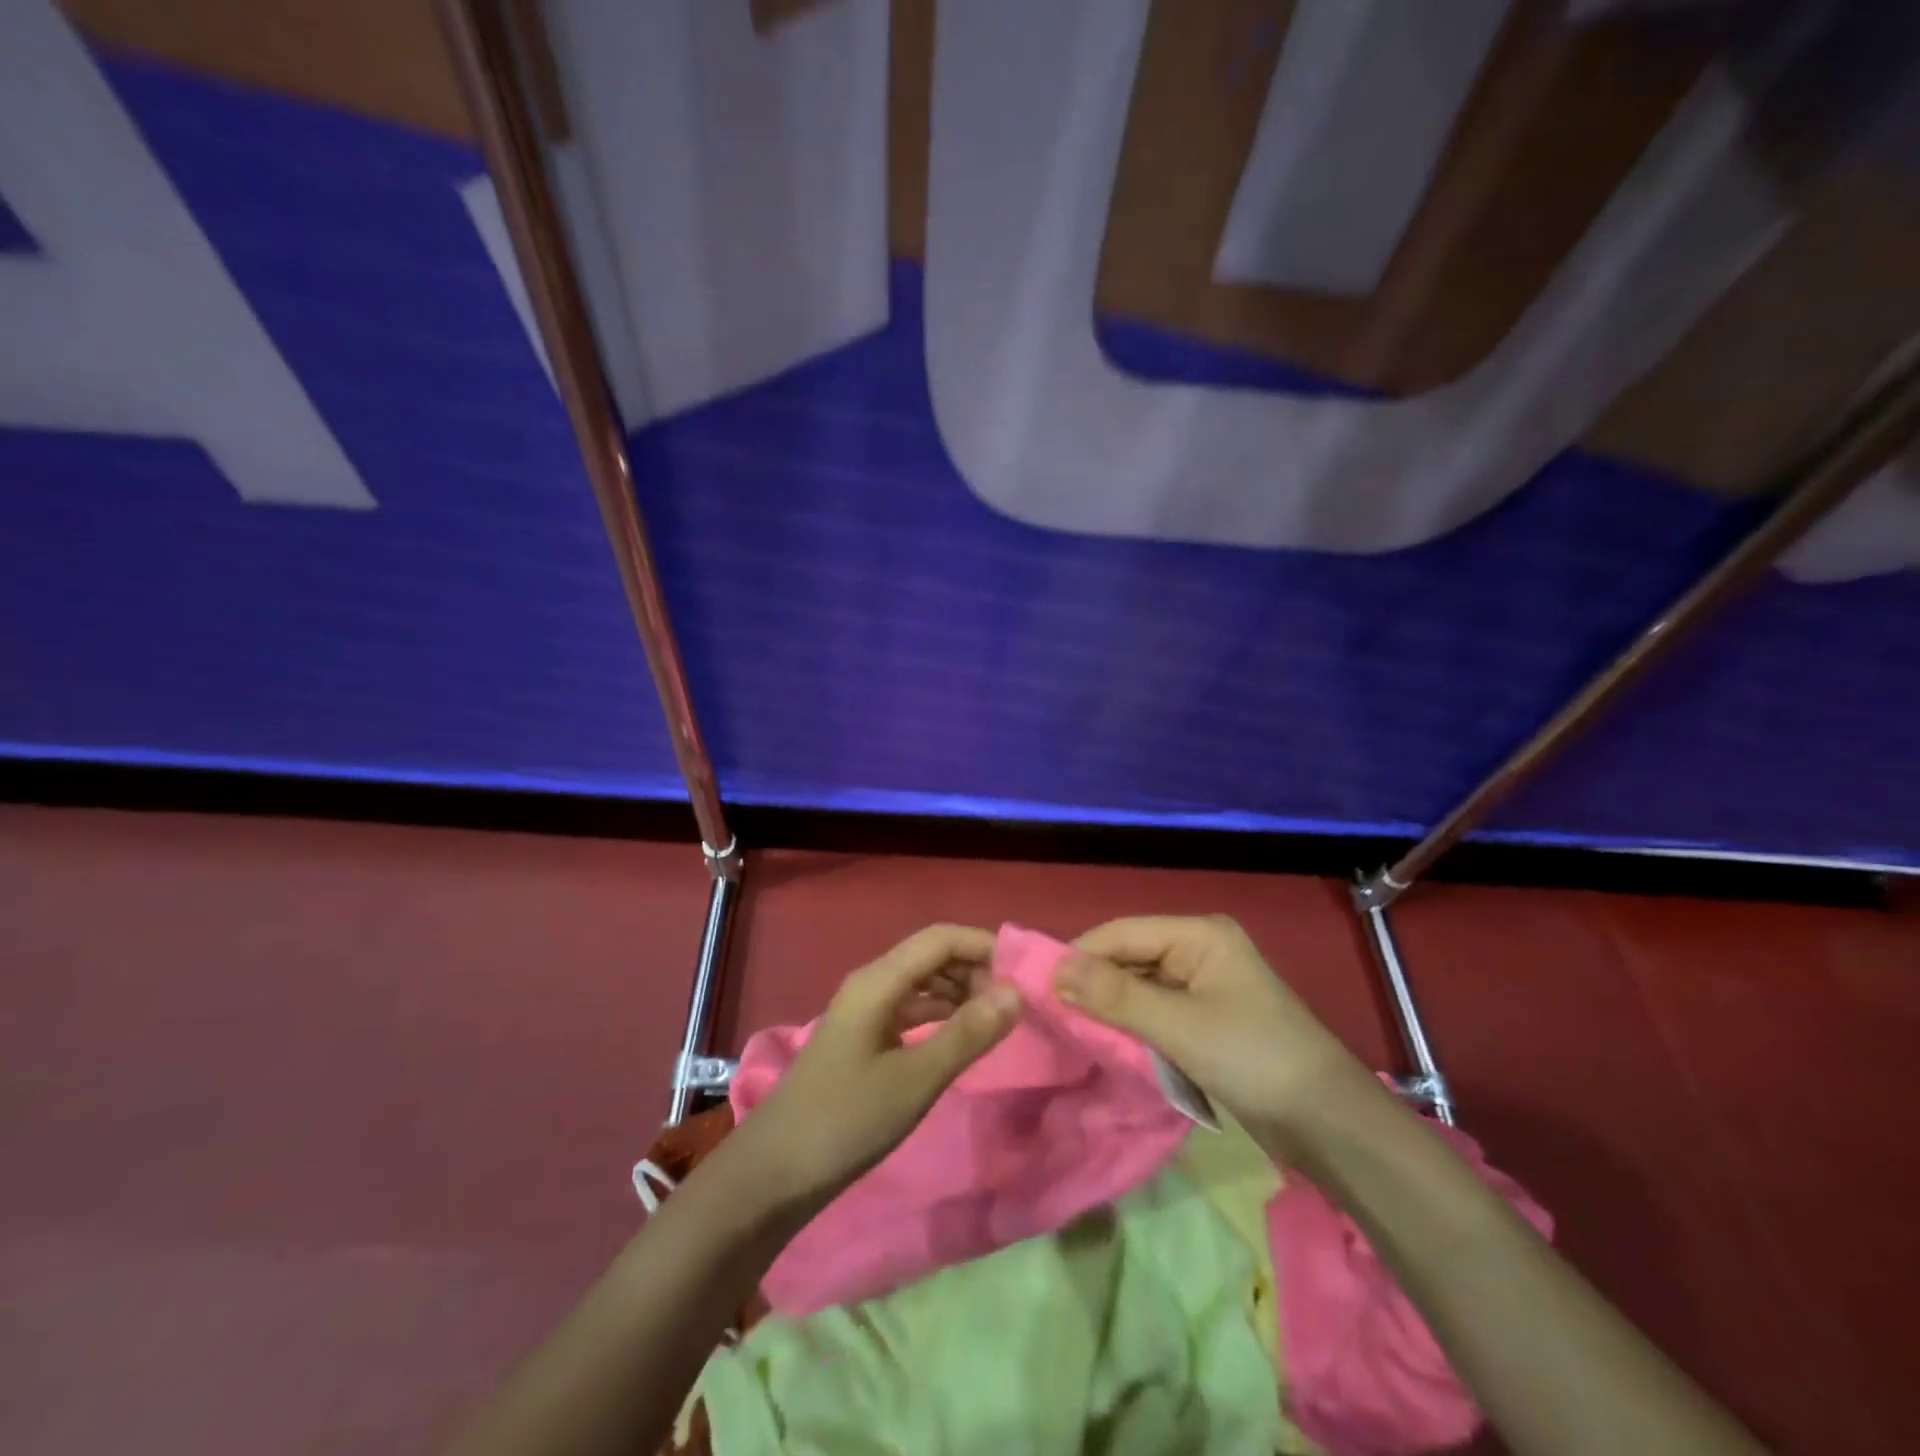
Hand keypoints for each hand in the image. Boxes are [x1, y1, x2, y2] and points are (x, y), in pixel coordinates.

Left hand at [738, 924, 1022, 1211]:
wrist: (773, 1174)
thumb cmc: (847, 1120)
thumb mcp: (916, 1079)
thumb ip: (968, 1033)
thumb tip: (1017, 993)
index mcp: (878, 981)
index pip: (940, 939)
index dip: (983, 946)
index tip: (1024, 974)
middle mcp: (870, 984)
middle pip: (930, 956)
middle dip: (974, 970)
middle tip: (1014, 1004)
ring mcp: (863, 1012)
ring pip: (920, 983)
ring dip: (959, 992)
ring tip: (996, 1020)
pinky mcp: (862, 1038)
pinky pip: (909, 1010)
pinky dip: (939, 1015)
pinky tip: (960, 1038)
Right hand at [1057, 914, 1375, 1158]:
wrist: (1328, 1124)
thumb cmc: (1253, 1058)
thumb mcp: (1178, 1025)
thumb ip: (1114, 996)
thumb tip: (1053, 971)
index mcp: (1198, 934)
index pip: (1122, 933)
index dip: (1079, 955)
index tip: (1037, 985)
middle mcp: (1199, 950)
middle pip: (1130, 957)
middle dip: (1092, 983)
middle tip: (1048, 1012)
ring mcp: (1204, 986)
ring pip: (1139, 986)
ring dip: (1109, 1007)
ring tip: (1068, 1028)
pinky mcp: (1206, 1020)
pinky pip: (1155, 1012)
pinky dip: (1131, 1025)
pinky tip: (1105, 1042)